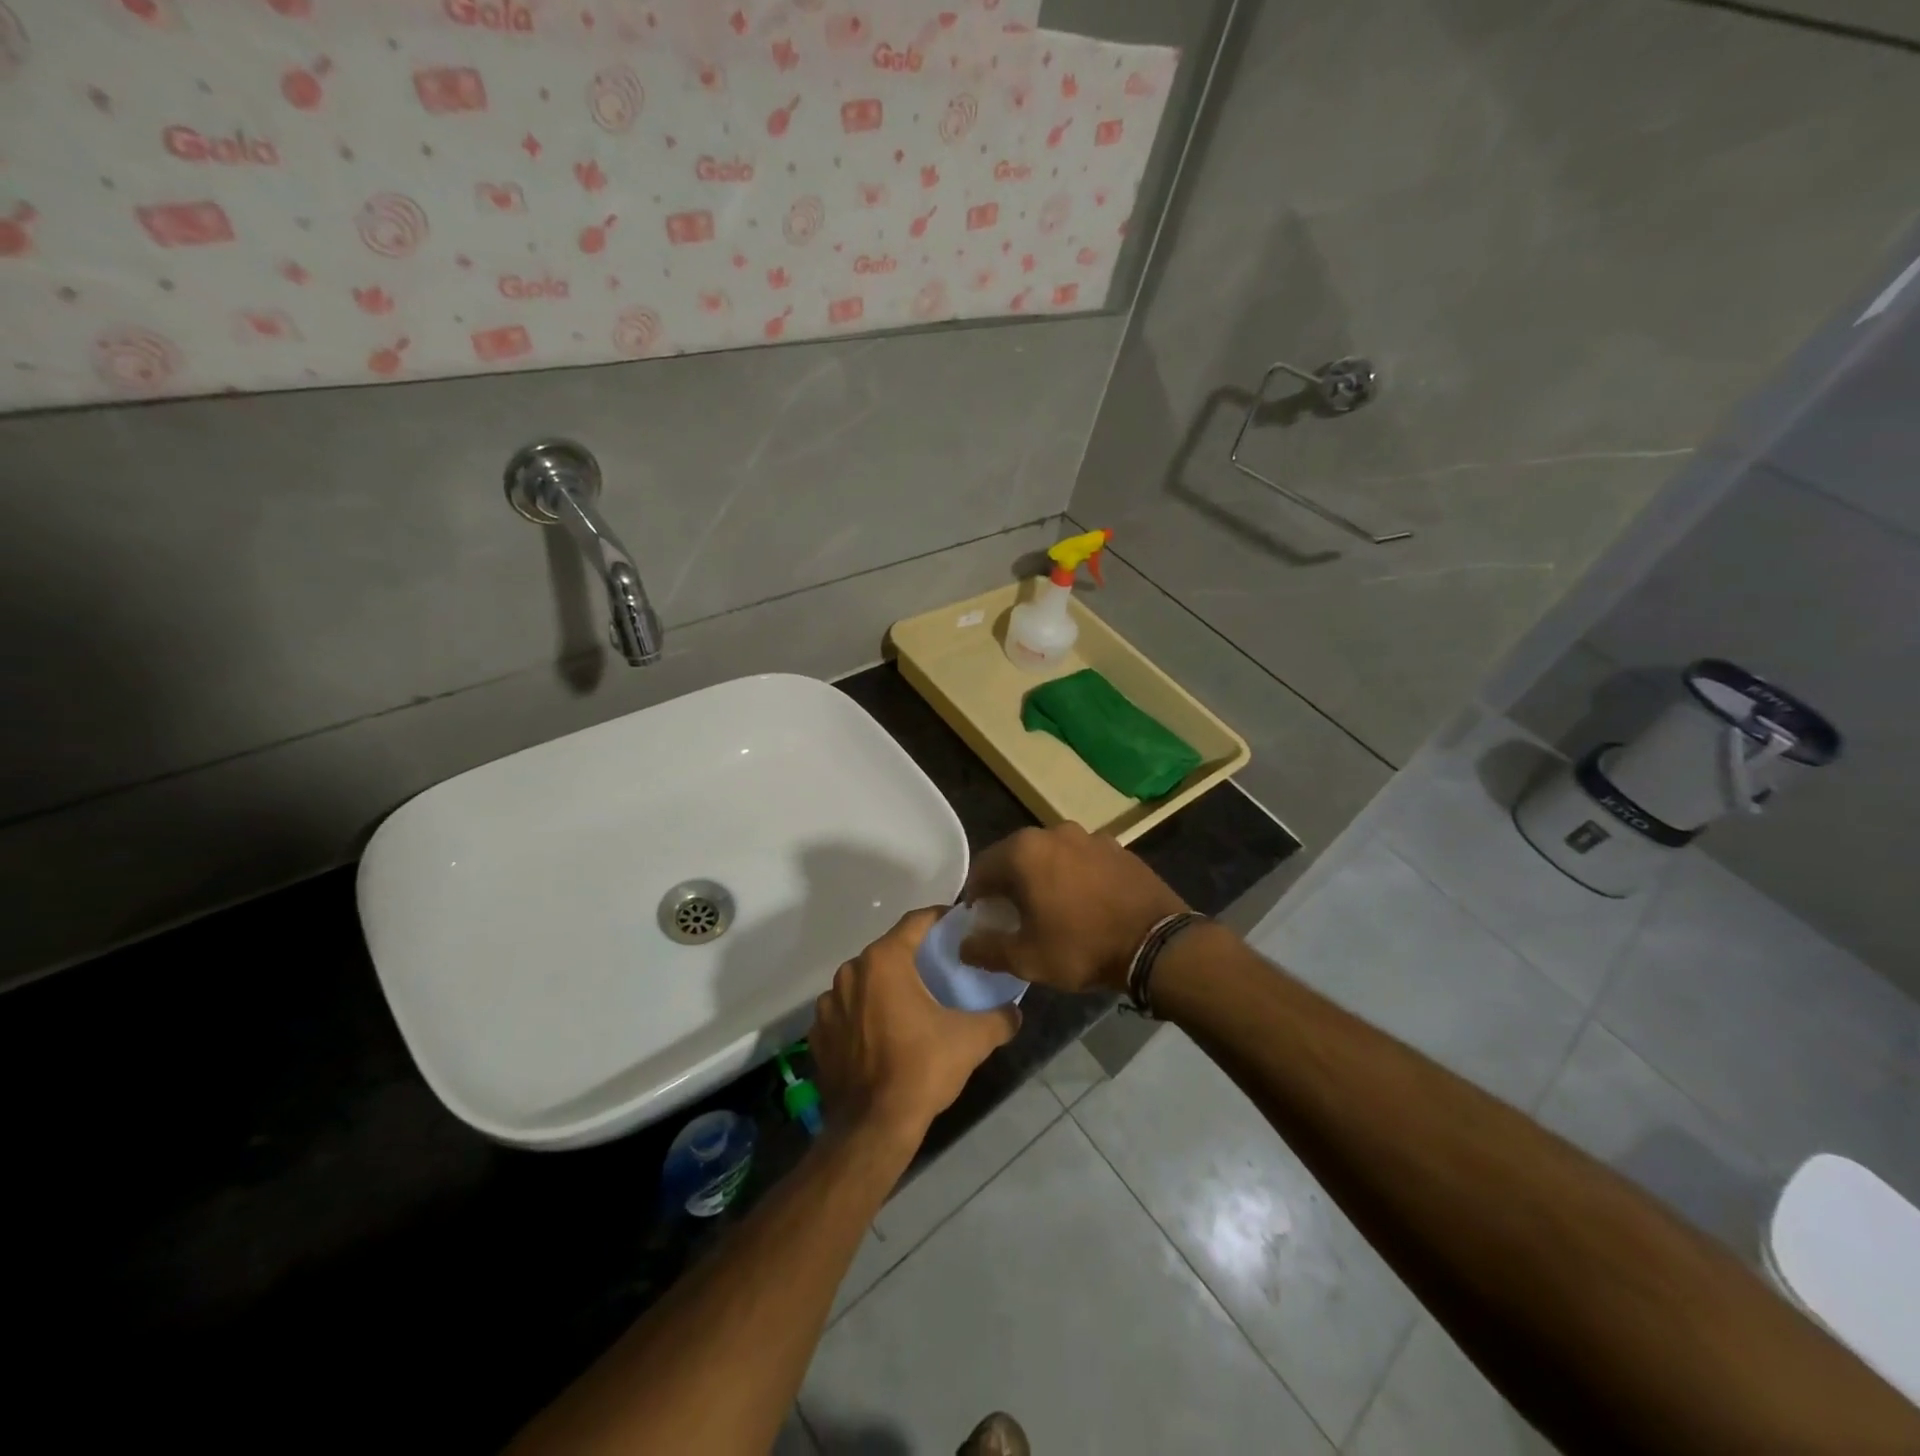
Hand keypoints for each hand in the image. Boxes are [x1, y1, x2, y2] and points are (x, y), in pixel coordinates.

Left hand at [810, 908, 1020, 1146]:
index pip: (916, 922)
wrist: (872, 1128)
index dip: (940, 919)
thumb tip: (1015, 1011)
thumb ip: (1000, 1018)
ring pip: (865, 981)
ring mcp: (828, 1004)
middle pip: (889, 951)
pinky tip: (883, 1034)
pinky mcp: (818, 1034)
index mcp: (884, 961)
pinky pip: (847, 1011)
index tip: (959, 925)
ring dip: (886, 987)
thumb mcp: (972, 1040)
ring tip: (912, 1004)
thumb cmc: (921, 1070)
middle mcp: (850, 972)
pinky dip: (864, 1015)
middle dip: (914, 956)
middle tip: (941, 968)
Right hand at [959, 824, 1186, 993]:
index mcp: (1023, 852)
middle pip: (1016, 857)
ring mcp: (1089, 836)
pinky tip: (1084, 903)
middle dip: (1009, 884)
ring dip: (1042, 877)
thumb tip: (964, 944)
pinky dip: (1073, 876)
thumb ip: (986, 949)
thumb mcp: (1026, 959)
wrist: (1156, 943)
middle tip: (1013, 917)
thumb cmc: (1082, 947)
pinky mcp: (1117, 847)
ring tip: (1051, 910)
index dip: (976, 897)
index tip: (983, 920)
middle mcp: (1053, 833)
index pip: (982, 868)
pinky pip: (1081, 859)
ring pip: (1050, 856)